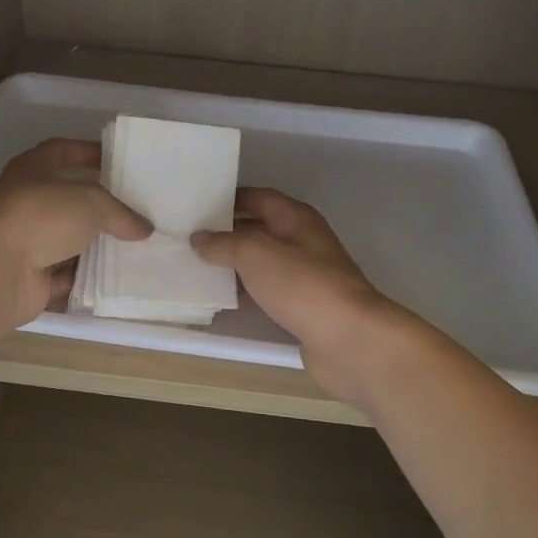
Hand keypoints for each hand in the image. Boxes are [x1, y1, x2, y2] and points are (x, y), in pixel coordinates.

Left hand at [0, 138, 149, 323]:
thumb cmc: (40, 217)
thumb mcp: (91, 202)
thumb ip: (121, 213)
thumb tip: (144, 228)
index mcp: (33, 170)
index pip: (64, 151)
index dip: (90, 153)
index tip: (120, 162)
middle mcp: (28, 202)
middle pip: (71, 200)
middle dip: (103, 206)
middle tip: (139, 210)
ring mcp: (29, 242)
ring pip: (72, 241)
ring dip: (99, 246)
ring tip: (140, 247)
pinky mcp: (34, 277)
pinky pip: (70, 276)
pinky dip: (90, 278)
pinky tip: (121, 278)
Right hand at [192, 188, 402, 400]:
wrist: (349, 339)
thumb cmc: (303, 285)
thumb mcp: (255, 254)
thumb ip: (224, 243)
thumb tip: (199, 238)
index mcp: (296, 218)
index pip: (257, 197)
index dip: (228, 198)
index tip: (196, 206)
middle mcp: (302, 240)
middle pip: (259, 228)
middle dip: (226, 232)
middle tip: (188, 237)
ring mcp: (305, 275)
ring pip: (262, 261)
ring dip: (234, 263)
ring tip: (196, 266)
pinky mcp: (303, 306)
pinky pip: (268, 290)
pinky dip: (246, 291)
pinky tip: (222, 298)